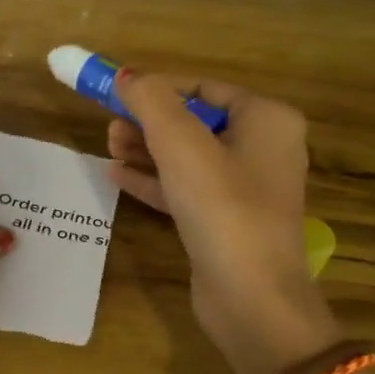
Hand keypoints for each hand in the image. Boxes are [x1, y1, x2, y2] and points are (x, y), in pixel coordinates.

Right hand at [109, 73, 336, 373]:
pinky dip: (154, 180)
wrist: (251, 298)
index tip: (117, 92)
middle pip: (194, 122)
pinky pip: (186, 188)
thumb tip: (126, 75)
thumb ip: (150, 101)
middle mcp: (263, 149)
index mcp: (267, 120)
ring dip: (146, 149)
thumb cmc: (222, 206)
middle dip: (149, 121)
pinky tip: (116, 175)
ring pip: (187, 157)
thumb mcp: (180, 143)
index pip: (204, 88)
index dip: (159, 87)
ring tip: (108, 145)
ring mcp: (246, 189)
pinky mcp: (226, 221)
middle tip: (109, 124)